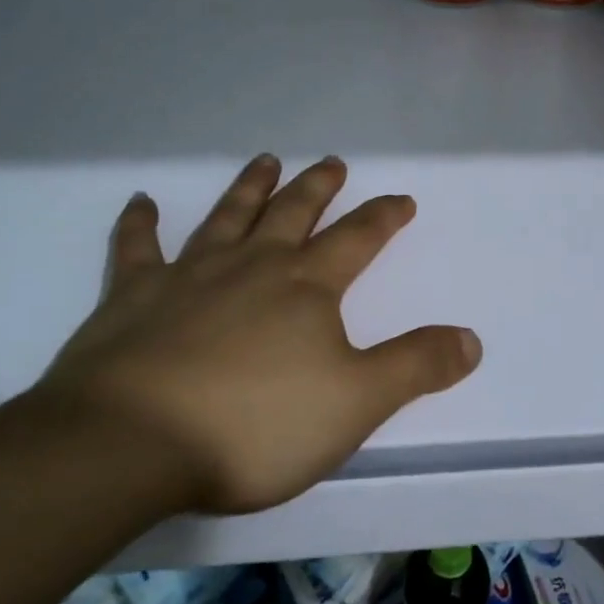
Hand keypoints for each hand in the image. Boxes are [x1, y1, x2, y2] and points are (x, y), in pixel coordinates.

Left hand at [38, 156, 481, 515]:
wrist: (132, 442)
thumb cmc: (255, 424)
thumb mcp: (355, 403)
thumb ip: (415, 366)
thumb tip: (472, 338)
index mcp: (305, 286)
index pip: (356, 239)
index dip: (383, 217)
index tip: (401, 199)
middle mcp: (252, 265)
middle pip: (293, 213)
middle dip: (317, 187)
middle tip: (331, 162)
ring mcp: (189, 275)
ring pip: (227, 216)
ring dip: (249, 187)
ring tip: (266, 161)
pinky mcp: (132, 296)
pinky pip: (137, 248)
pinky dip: (139, 223)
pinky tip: (140, 201)